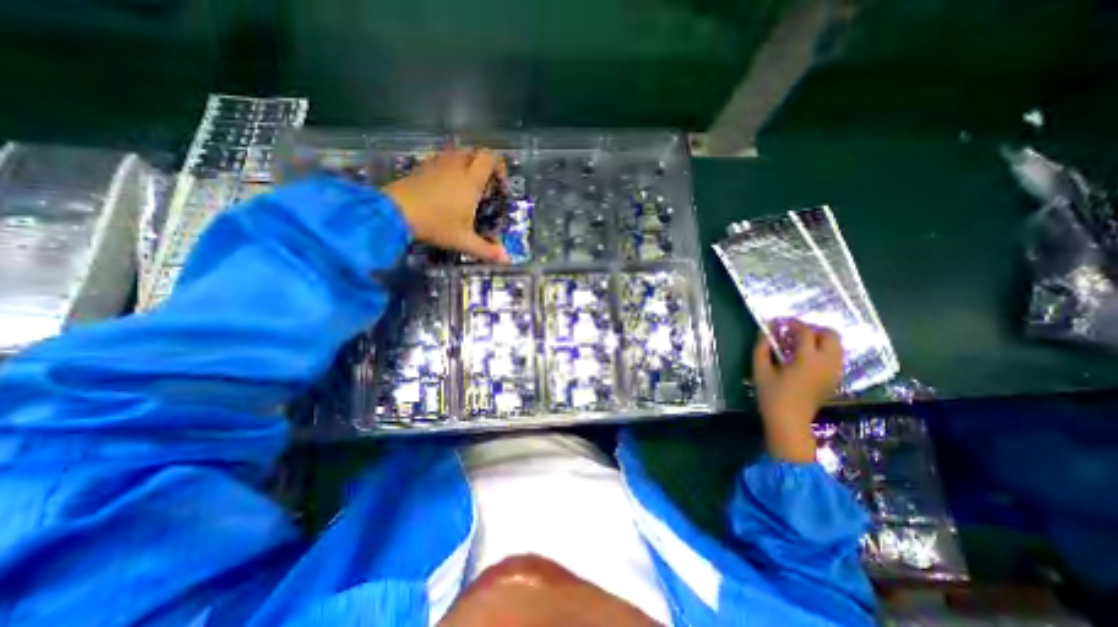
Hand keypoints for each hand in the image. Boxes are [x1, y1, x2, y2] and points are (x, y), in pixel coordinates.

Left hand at [382, 148, 510, 260]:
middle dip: (483, 166)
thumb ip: (487, 251)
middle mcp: (455, 166)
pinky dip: (448, 168)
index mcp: (471, 180)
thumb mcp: (464, 240)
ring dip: (466, 165)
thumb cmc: (435, 225)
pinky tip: (445, 188)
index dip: (499, 168)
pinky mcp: (421, 167)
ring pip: (457, 153)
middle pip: (475, 152)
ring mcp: (436, 164)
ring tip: (466, 187)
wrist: (394, 212)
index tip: (499, 188)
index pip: (490, 158)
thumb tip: (508, 262)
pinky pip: (441, 159)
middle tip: (484, 188)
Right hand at [750, 322, 837, 463]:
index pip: (806, 332)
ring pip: (837, 345)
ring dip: (819, 339)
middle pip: (830, 335)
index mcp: (807, 360)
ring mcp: (835, 372)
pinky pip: (836, 356)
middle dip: (812, 329)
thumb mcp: (760, 369)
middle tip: (793, 334)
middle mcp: (827, 363)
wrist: (789, 422)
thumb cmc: (771, 396)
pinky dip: (823, 350)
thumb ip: (762, 347)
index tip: (779, 322)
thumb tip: (766, 329)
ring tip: (799, 345)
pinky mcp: (836, 380)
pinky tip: (805, 358)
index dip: (792, 323)